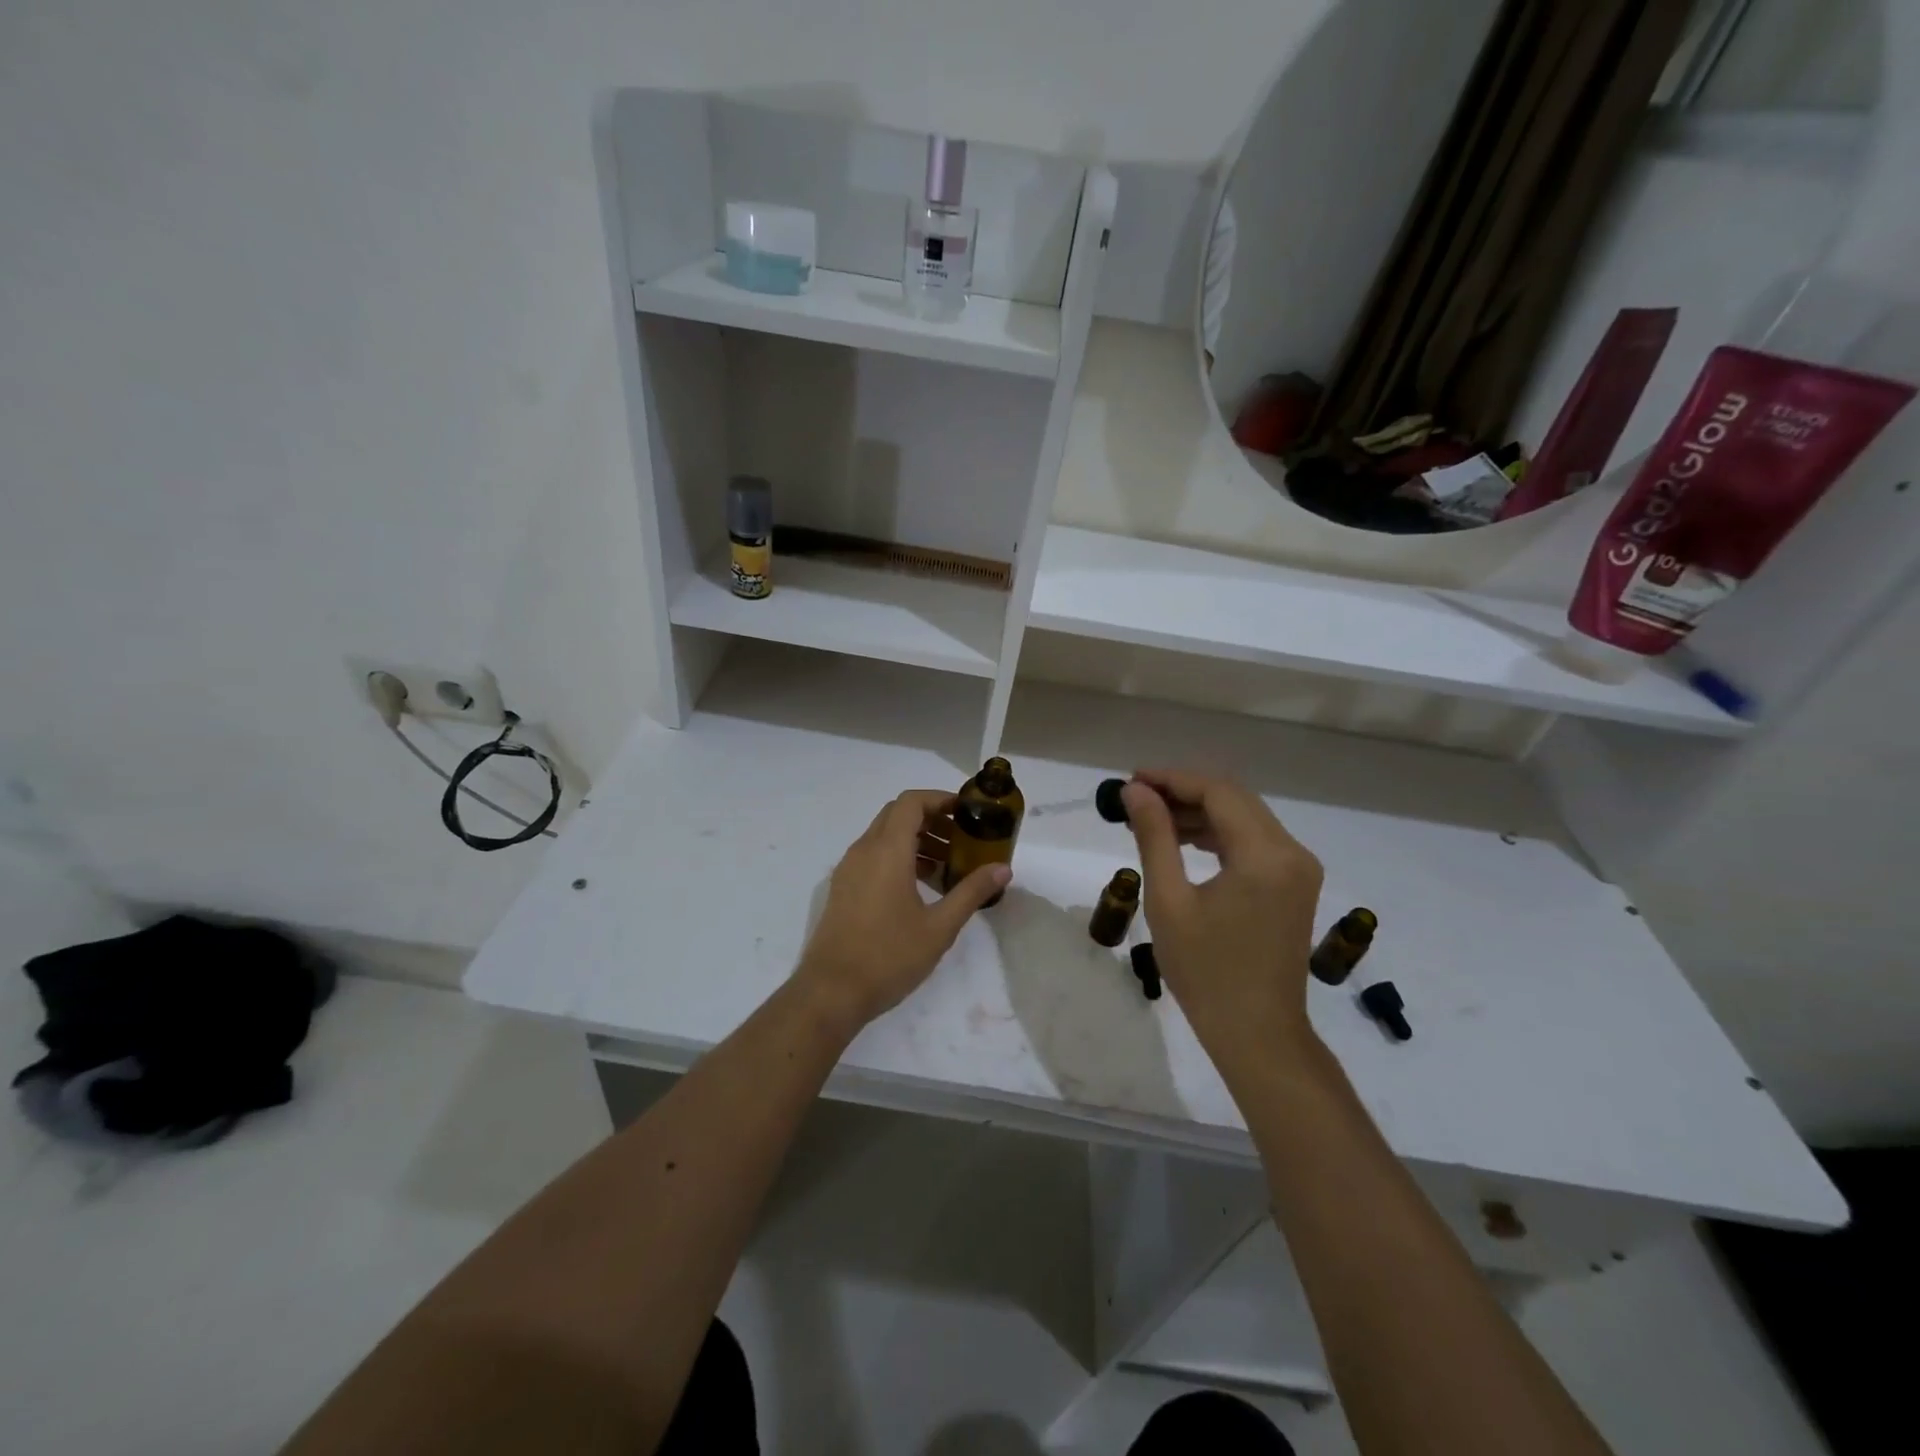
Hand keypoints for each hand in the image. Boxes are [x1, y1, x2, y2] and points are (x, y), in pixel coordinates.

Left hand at [795, 790, 1010, 1029]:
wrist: (831, 992)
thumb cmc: (889, 956)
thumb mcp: (939, 927)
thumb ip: (971, 892)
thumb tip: (1003, 868)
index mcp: (887, 851)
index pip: (911, 802)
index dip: (940, 799)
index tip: (967, 812)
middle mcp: (864, 850)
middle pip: (897, 814)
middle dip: (931, 818)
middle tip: (961, 840)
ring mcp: (849, 869)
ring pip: (884, 835)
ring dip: (915, 839)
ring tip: (946, 866)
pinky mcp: (843, 887)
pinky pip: (873, 855)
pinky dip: (898, 856)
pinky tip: (920, 887)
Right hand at [1122, 771, 1323, 1059]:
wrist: (1257, 1034)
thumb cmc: (1206, 972)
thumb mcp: (1169, 901)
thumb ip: (1154, 837)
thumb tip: (1136, 791)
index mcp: (1265, 855)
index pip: (1218, 792)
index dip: (1172, 779)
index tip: (1130, 780)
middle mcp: (1292, 852)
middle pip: (1235, 798)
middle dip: (1184, 791)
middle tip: (1136, 798)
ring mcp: (1299, 869)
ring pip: (1245, 817)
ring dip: (1200, 812)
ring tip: (1150, 818)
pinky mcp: (1295, 885)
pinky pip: (1254, 841)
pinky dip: (1218, 834)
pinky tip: (1183, 840)